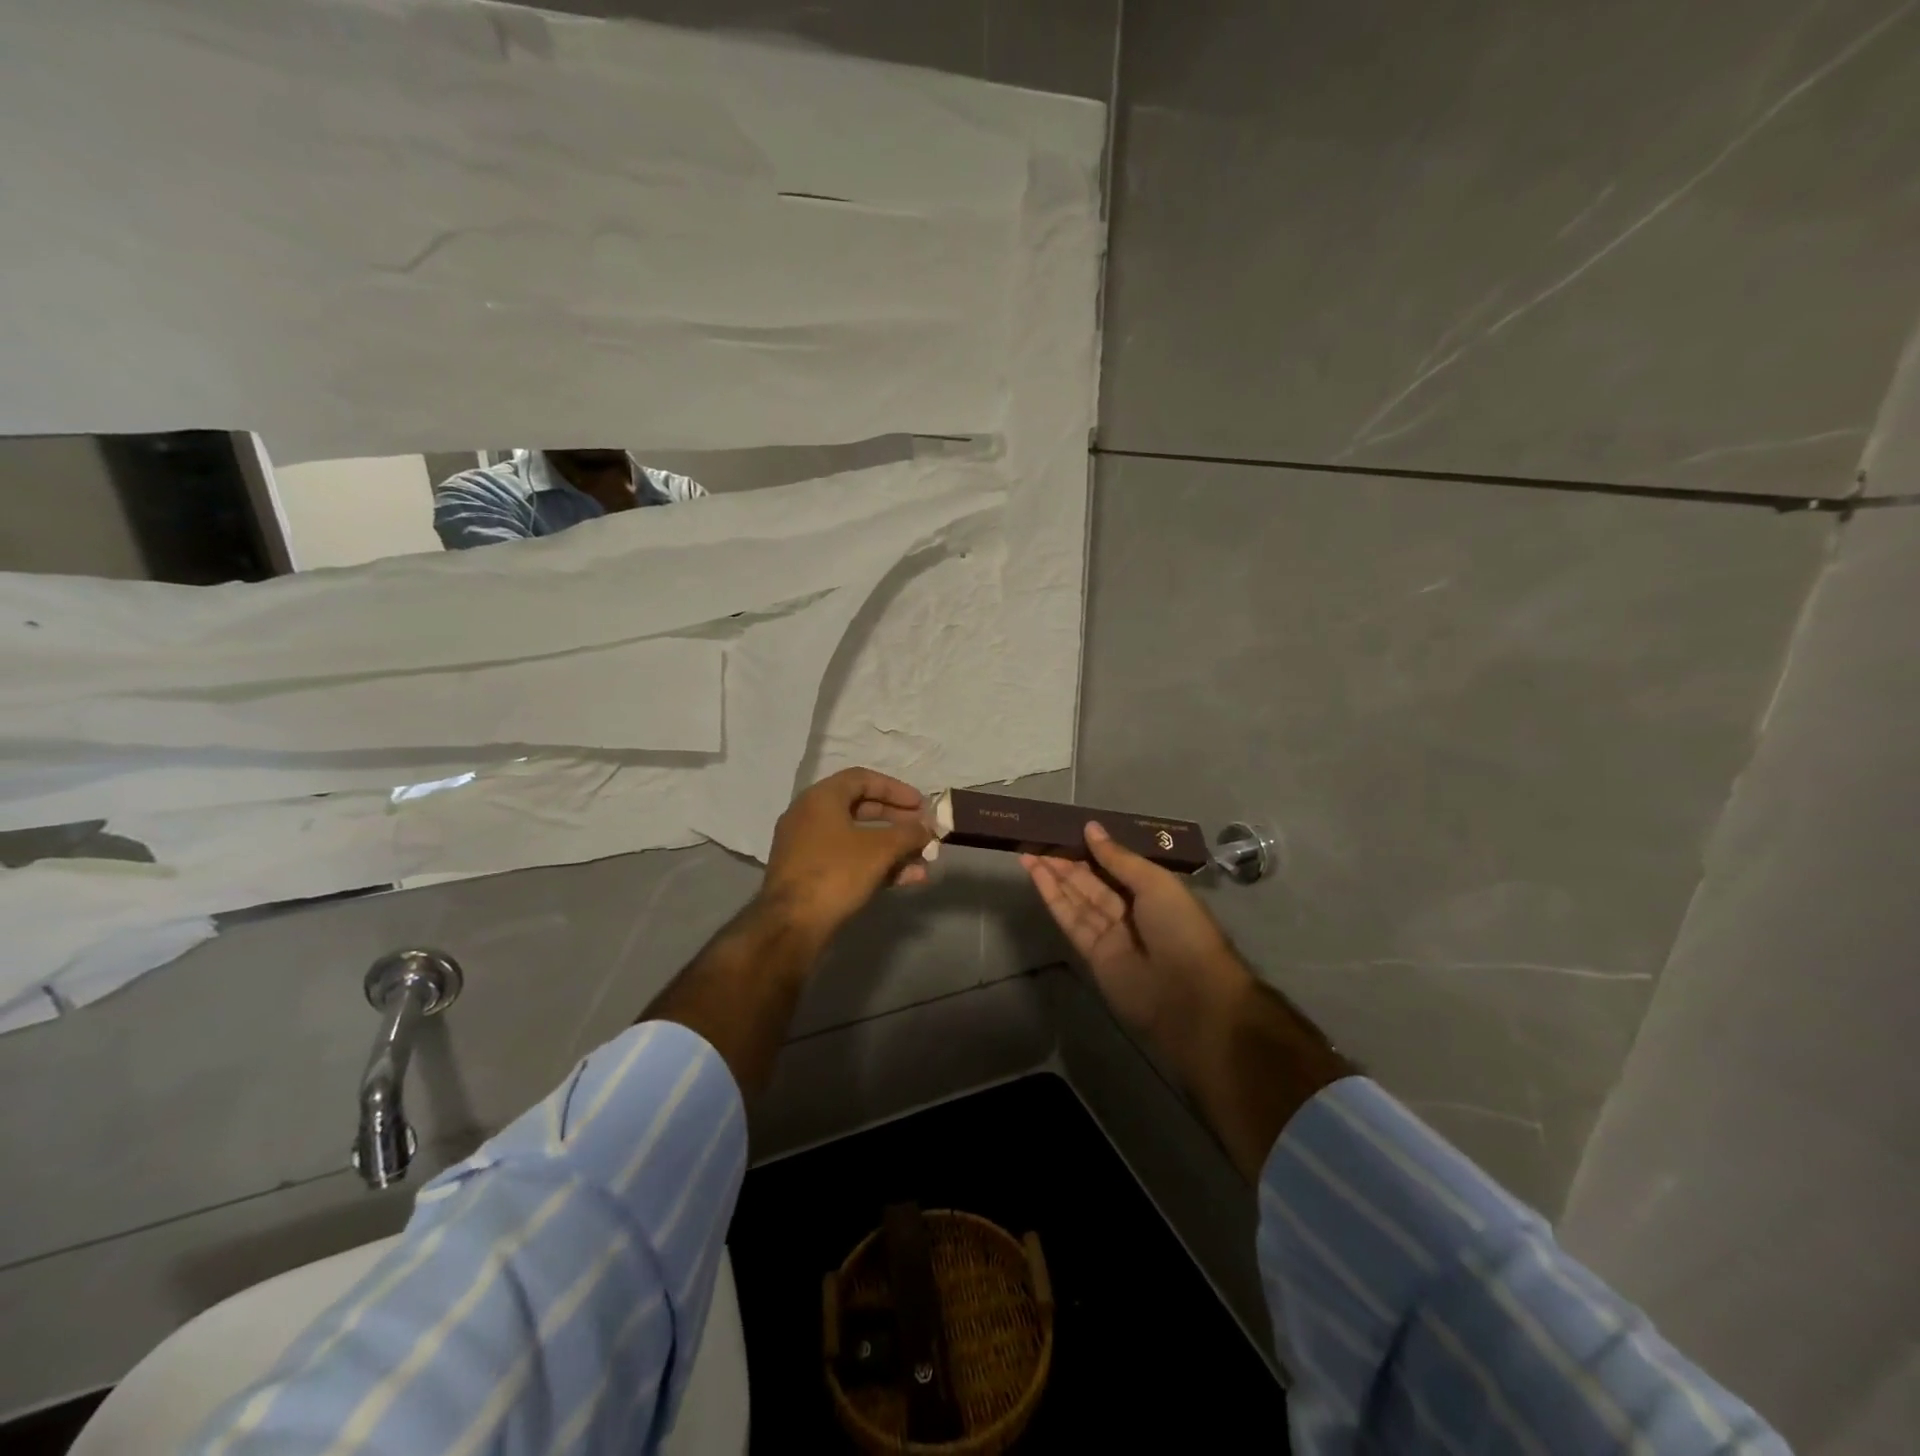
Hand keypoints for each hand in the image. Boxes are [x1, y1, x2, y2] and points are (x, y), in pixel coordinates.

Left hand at [761, 767, 931, 938]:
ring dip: (892, 848)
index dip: (896, 789)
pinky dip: (875, 865)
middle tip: (923, 832)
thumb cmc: (836, 873)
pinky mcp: (809, 875)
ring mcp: (806, 847)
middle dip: (897, 821)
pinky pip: (848, 860)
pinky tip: (906, 879)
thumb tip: (926, 828)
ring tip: (922, 862)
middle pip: (861, 809)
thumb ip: (908, 833)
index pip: (862, 779)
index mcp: (821, 798)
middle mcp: (809, 816)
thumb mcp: (880, 849)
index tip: (921, 805)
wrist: (791, 925)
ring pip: (857, 839)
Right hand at [1023, 822, 1247, 1048]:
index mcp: (1154, 891)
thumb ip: (1118, 858)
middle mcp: (1132, 910)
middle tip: (1040, 838)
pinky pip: (1071, 920)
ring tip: (1029, 852)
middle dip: (1068, 861)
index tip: (1068, 829)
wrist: (1188, 996)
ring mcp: (1111, 933)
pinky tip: (1036, 876)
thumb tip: (1091, 827)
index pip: (1117, 865)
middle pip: (1093, 881)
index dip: (1093, 849)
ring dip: (1054, 876)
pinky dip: (1053, 898)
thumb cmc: (1181, 928)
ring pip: (1077, 898)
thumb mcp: (1155, 883)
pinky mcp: (1092, 954)